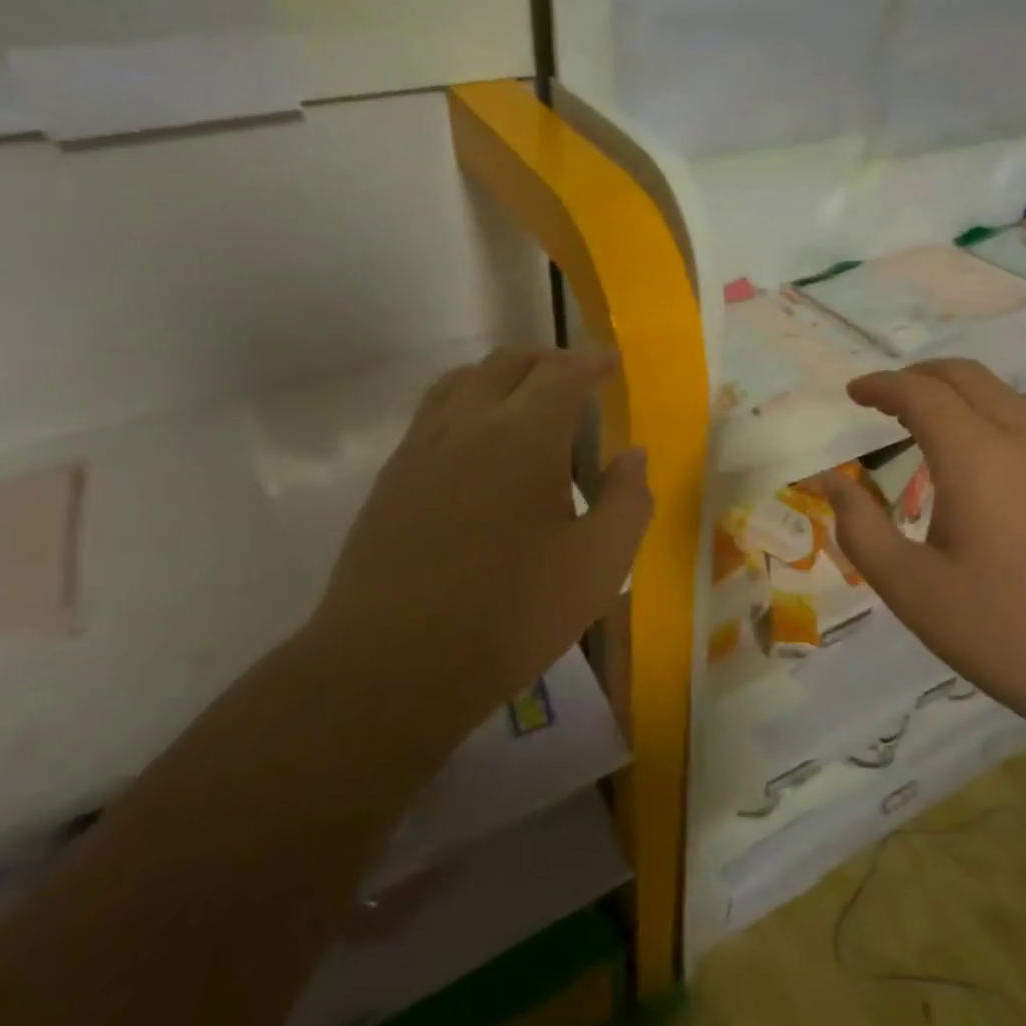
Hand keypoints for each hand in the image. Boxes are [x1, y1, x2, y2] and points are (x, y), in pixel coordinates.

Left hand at [306, 347, 651, 755]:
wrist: (394, 664)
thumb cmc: (511, 615)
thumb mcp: (598, 566)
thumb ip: (627, 502)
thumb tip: (633, 456)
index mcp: (524, 435)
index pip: (563, 372)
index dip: (592, 361)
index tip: (613, 361)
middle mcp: (468, 423)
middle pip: (508, 362)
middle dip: (549, 360)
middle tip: (577, 378)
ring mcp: (421, 447)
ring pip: (462, 380)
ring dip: (502, 375)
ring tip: (526, 398)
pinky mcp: (392, 477)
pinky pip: (433, 412)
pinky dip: (466, 402)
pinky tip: (478, 443)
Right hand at [822, 359, 1025, 728]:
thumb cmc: (1003, 630)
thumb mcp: (910, 587)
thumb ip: (860, 528)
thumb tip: (831, 481)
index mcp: (976, 457)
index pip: (921, 393)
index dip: (882, 385)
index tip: (852, 392)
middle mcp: (1021, 442)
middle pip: (967, 377)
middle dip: (919, 374)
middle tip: (882, 396)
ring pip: (1001, 395)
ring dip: (955, 391)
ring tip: (920, 418)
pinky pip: (1024, 423)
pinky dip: (984, 414)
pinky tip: (971, 457)